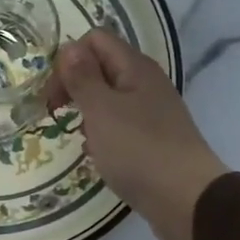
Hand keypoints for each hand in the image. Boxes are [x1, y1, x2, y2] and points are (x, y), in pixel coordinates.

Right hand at [51, 29, 227, 239]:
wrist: (186, 199)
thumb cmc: (138, 150)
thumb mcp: (102, 111)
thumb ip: (83, 78)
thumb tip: (69, 48)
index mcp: (135, 68)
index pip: (95, 40)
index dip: (69, 60)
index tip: (54, 94)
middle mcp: (146, 83)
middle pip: (102, 68)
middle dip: (75, 85)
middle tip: (56, 113)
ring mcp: (152, 113)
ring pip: (110, 99)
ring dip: (88, 112)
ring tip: (77, 136)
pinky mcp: (153, 140)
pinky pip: (120, 126)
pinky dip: (103, 135)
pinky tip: (97, 154)